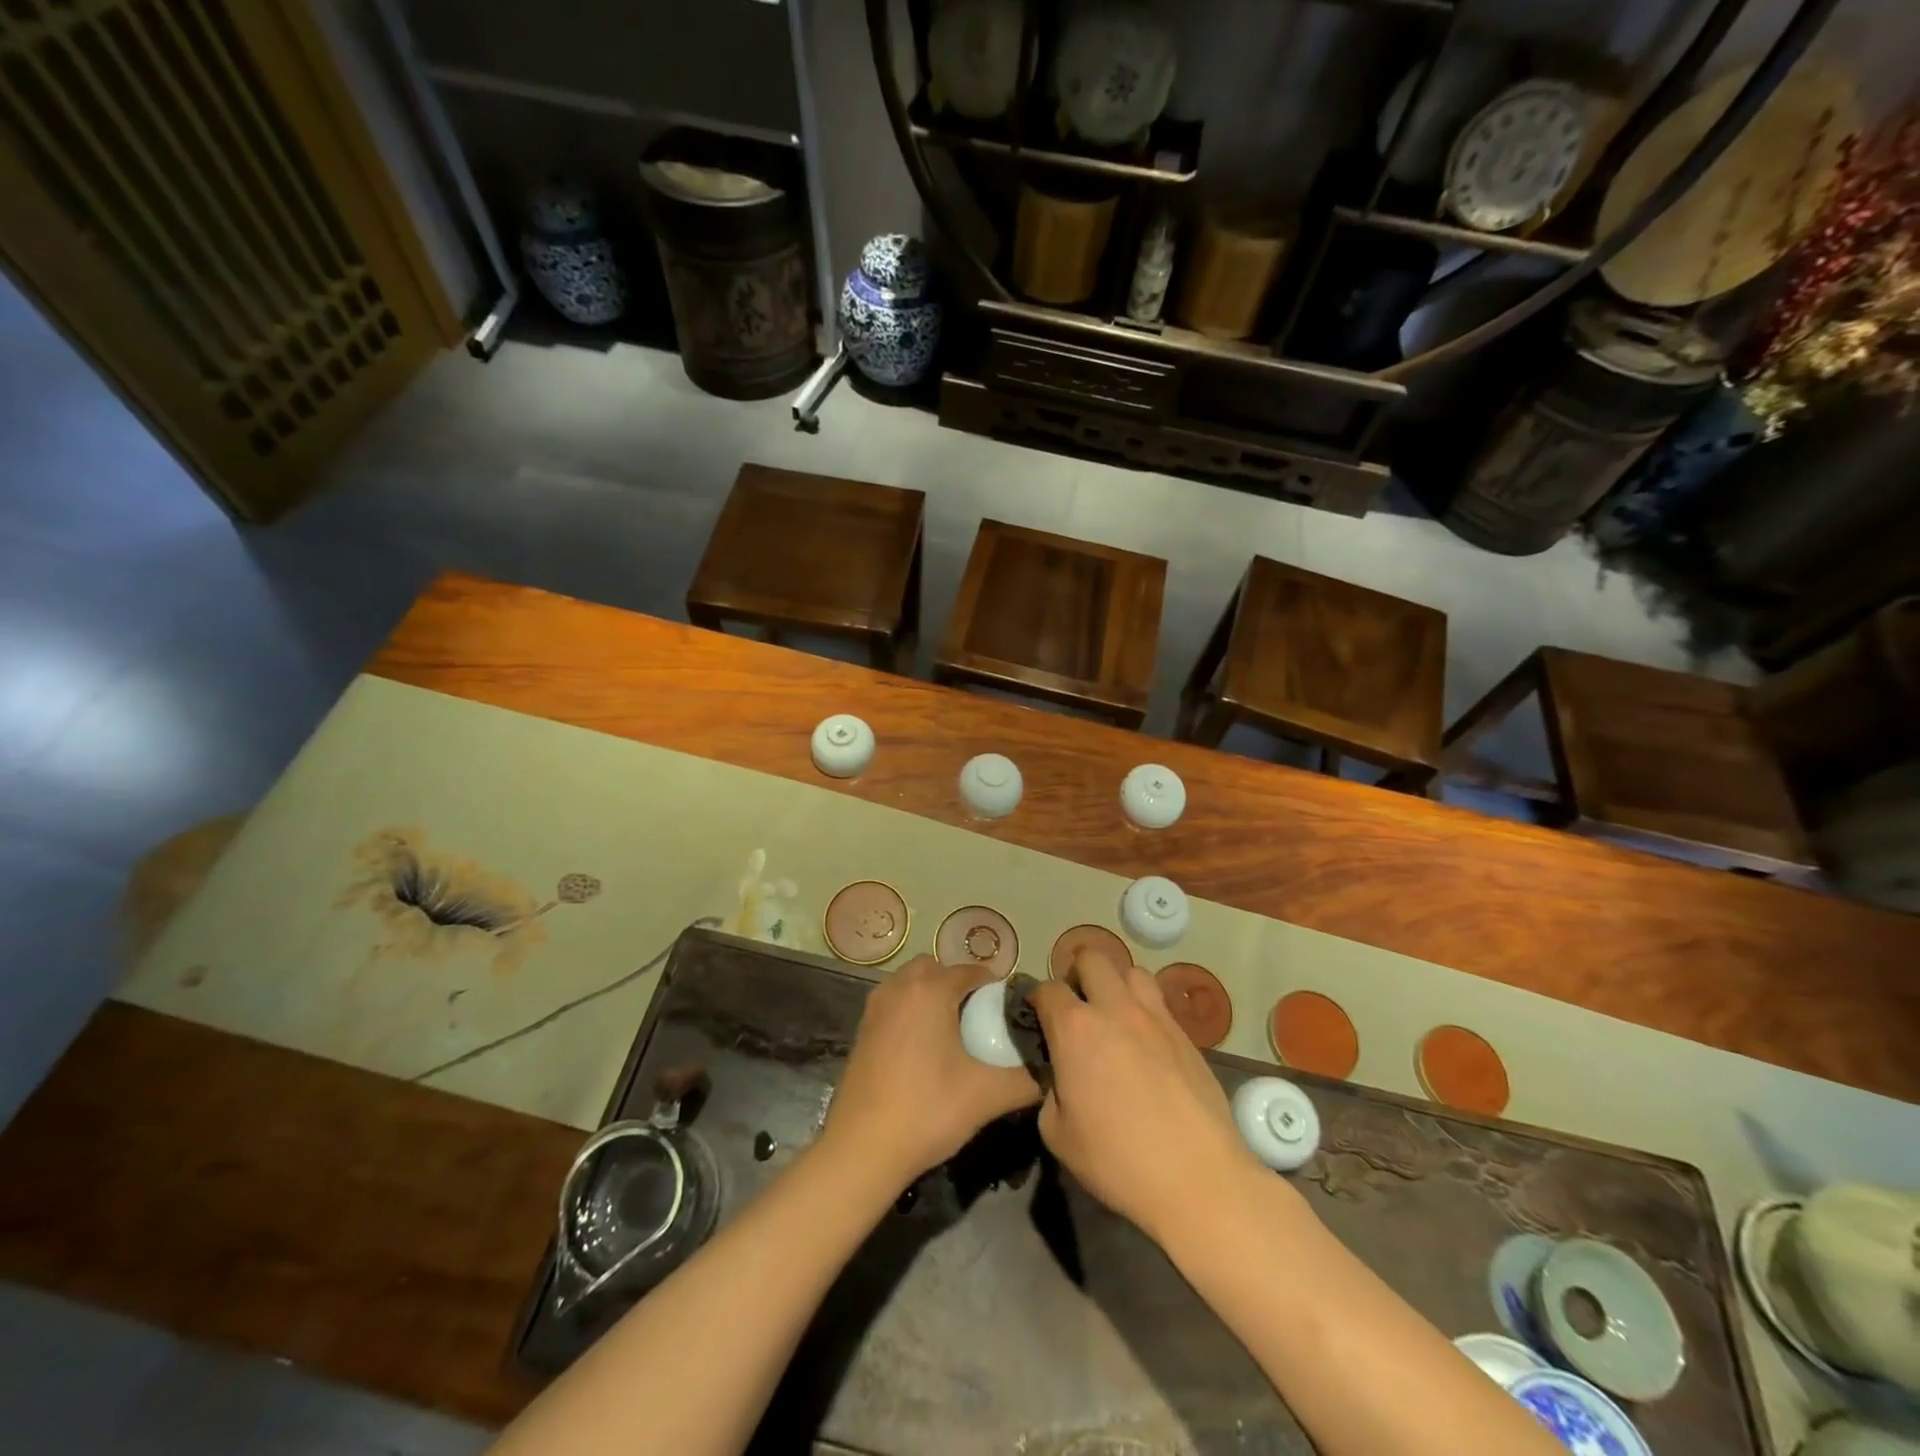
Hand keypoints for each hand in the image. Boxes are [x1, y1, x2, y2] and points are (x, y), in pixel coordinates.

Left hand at [819, 957, 1039, 1189]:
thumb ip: (1027, 1079)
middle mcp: (900, 987)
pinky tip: (923, 1050)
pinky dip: (910, 1011)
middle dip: (958, 984)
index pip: (971, 971)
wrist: (862, 1148)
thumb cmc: (928, 1111)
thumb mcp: (988, 1096)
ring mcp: (875, 1007)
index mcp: (931, 990)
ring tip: (952, 1033)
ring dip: (931, 995)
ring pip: (910, 983)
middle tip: (979, 1018)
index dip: (994, 987)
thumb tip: (1051, 1071)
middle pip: (936, 969)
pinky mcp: (861, 1029)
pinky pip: (894, 1003)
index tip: (1009, 1012)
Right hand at [1030, 950, 1262, 1243]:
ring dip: (1116, 984)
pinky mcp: (1186, 1035)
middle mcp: (1115, 1009)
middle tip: (1075, 1005)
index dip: (1037, 999)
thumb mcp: (1058, 1133)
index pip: (1047, 989)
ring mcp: (1155, 1017)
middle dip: (1077, 973)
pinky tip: (1145, 1044)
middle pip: (1092, 958)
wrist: (1198, 1178)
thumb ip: (1050, 1091)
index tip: (1036, 1016)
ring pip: (1132, 971)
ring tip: (1113, 1014)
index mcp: (1075, 1029)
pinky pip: (1160, 1003)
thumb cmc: (1118, 1160)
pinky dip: (1145, 1011)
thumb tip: (1061, 1077)